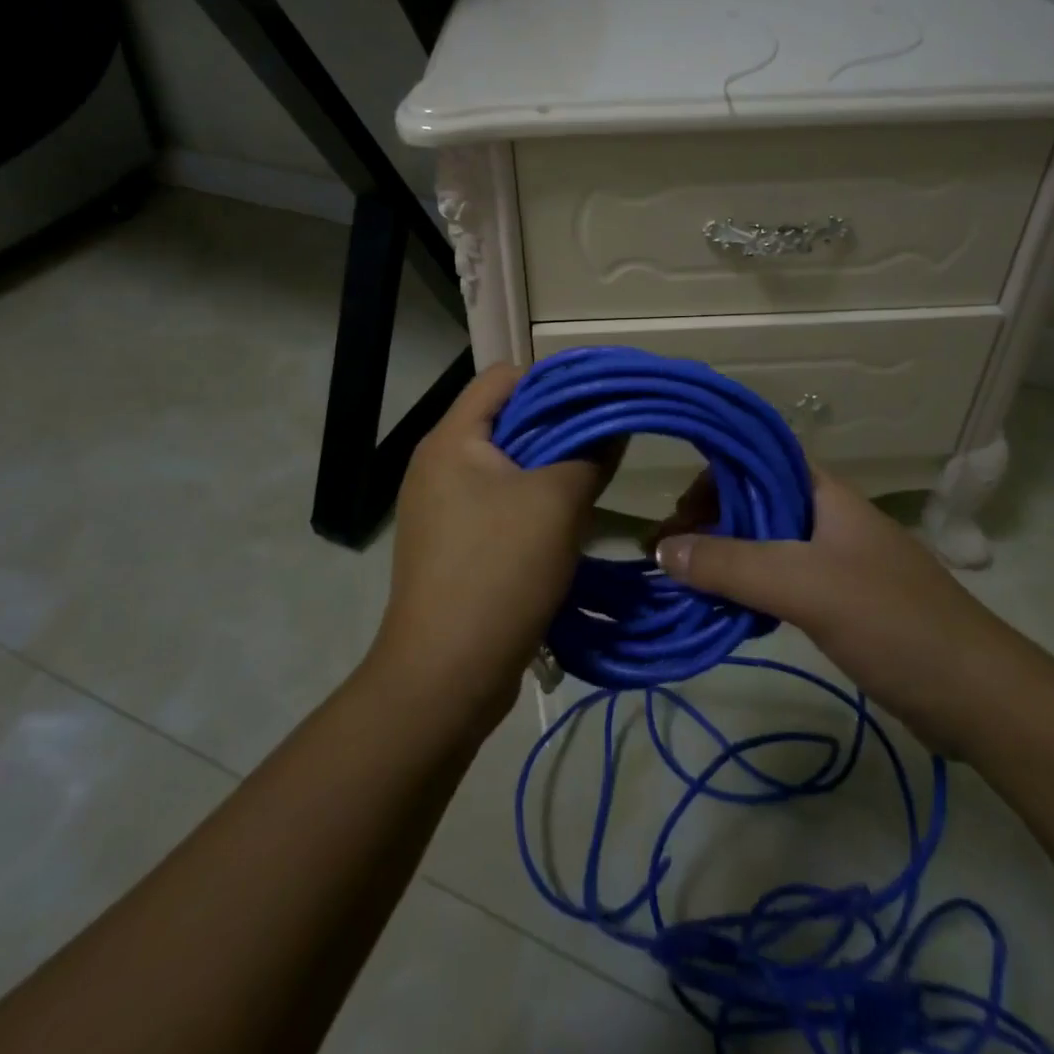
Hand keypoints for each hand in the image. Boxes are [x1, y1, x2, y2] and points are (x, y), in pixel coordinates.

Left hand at [370, 363, 613, 732]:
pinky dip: (533, 503)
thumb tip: (614, 427)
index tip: (599, 400)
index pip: (502, 377)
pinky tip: (567, 522)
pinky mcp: (453, 544)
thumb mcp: (556, 504)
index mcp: (452, 439)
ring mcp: (441, 507)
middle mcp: (439, 464)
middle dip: (558, 427)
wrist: (444, 675)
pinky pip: (498, 504)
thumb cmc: (498, 571)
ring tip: (593, 480)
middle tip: (606, 441)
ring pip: (506, 466)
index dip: (553, 380)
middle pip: (505, 420)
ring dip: (549, 469)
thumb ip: (590, 455)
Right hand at [651, 467, 1011, 752]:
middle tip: (669, 559)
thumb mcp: (804, 586)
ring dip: (724, 557)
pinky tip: (727, 611)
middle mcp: (826, 516)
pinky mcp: (839, 600)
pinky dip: (747, 589)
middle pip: (754, 501)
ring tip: (686, 585)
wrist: (978, 696)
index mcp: (823, 492)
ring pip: (764, 543)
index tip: (675, 514)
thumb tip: (661, 550)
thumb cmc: (893, 622)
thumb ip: (731, 564)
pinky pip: (779, 580)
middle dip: (708, 522)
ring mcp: (835, 559)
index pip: (756, 457)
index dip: (712, 474)